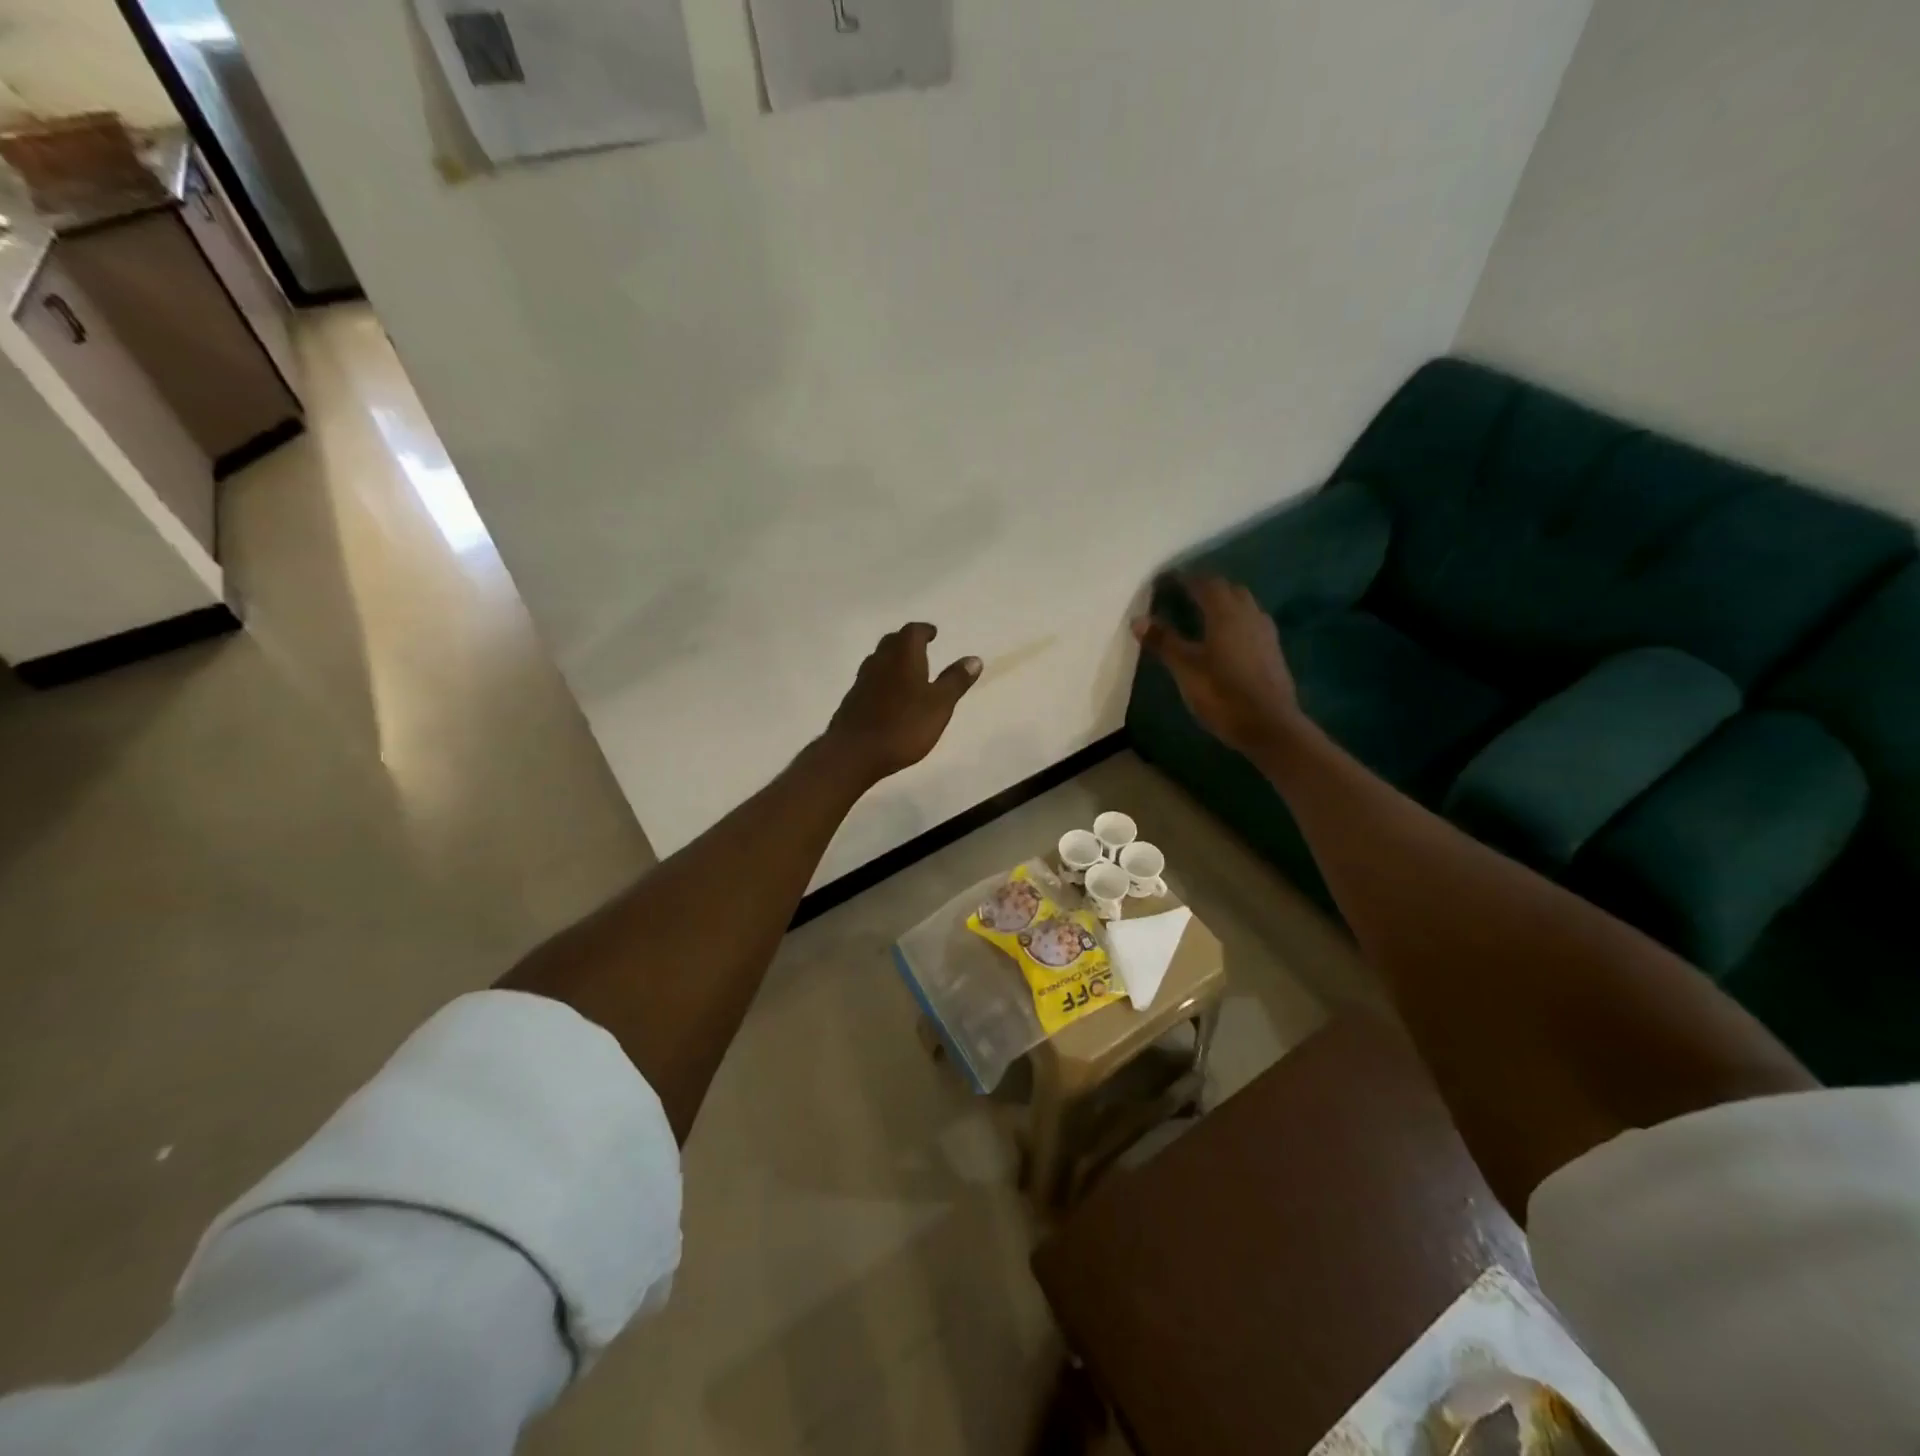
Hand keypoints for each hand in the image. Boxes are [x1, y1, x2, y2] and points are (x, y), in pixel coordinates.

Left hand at [822, 623, 981, 783]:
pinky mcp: (852, 700)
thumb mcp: (939, 705)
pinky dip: (882, 680)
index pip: (913, 632)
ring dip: (893, 660)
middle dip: (907, 641)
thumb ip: (955, 681)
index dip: (924, 630)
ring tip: (907, 670)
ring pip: (878, 660)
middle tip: (921, 647)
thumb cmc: (903, 726)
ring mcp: (862, 681)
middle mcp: (880, 661)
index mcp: (903, 657)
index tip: (933, 633)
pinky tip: (889, 696)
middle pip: (892, 642)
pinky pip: (870, 680)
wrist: (854, 752)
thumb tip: (974, 659)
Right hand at [1133, 575, 1299, 756]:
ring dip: (1224, 604)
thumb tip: (1138, 619)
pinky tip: (1225, 639)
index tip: (1165, 581)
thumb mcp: (1185, 669)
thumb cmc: (1222, 694)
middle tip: (1184, 596)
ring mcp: (1265, 633)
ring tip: (1203, 615)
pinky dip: (1235, 622)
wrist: (1269, 726)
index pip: (1205, 583)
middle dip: (1207, 588)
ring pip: (1244, 606)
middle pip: (1229, 590)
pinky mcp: (1272, 652)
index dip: (1185, 579)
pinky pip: (1252, 623)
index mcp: (1226, 614)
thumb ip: (1164, 641)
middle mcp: (1249, 615)